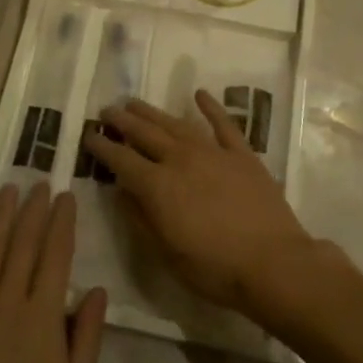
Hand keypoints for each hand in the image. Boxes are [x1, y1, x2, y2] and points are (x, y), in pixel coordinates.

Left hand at [0, 184, 106, 362]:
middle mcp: (7, 302)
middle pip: (21, 243)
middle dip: (33, 210)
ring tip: (8, 190)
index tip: (65, 197)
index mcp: (42, 317)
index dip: (61, 222)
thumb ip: (86, 338)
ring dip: (0, 217)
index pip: (55, 254)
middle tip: (39, 184)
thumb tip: (96, 291)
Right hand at [83, 93, 318, 317]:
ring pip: (176, 124)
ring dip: (153, 112)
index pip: (122, 160)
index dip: (103, 147)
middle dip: (123, 121)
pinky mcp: (241, 154)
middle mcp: (181, 160)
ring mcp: (213, 152)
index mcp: (158, 186)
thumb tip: (121, 191)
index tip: (89, 135)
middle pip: (145, 134)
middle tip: (107, 110)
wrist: (273, 263)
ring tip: (135, 102)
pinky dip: (210, 106)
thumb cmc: (214, 269)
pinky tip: (199, 94)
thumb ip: (140, 218)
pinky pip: (223, 124)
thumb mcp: (166, 254)